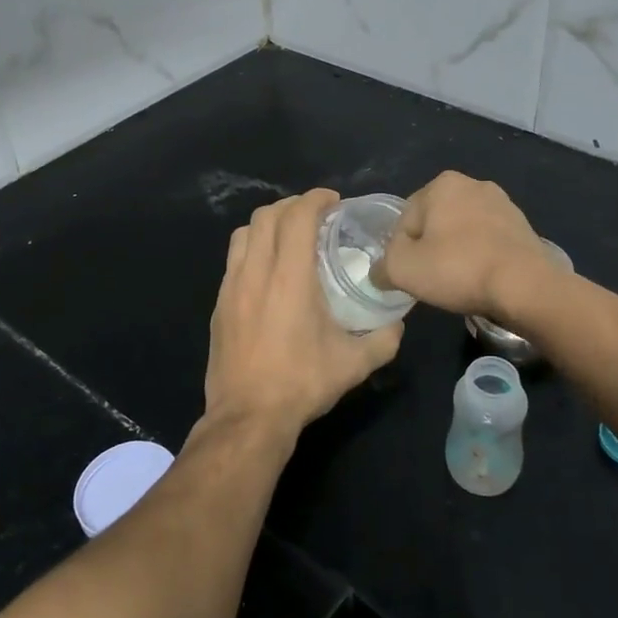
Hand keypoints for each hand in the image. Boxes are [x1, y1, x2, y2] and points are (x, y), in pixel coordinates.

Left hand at [202, 189, 402, 440]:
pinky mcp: (219, 305)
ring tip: (288, 237)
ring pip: (243, 234)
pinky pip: (233, 260)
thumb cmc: (302, 383)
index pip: (297, 217)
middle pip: (266, 216)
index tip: (333, 201)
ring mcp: (231, 287)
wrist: (248, 417)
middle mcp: (256, 272)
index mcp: (290, 277)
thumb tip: (398, 325)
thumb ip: (384, 339)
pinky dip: (252, 249)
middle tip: (315, 216)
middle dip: (292, 206)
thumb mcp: (354, 364)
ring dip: (267, 224)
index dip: (315, 199)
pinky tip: (268, 271)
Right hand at [380, 171, 550, 319]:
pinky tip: (483, 280)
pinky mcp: (522, 225)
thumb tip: (380, 271)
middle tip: (434, 280)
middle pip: (434, 223)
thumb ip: (382, 266)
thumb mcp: (402, 269)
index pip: (405, 220)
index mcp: (441, 184)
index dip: (402, 252)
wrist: (526, 286)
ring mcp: (502, 203)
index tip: (413, 275)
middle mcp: (472, 183)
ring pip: (462, 232)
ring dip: (456, 254)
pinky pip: (488, 241)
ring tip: (460, 283)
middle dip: (430, 250)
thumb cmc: (458, 269)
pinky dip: (480, 257)